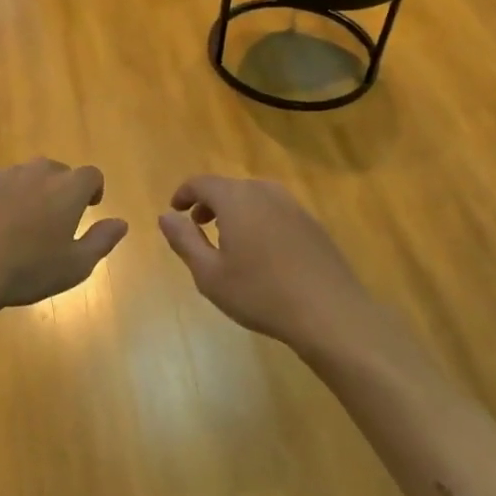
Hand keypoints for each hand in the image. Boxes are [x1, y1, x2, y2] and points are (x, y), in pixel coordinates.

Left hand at [0, 159, 127, 314]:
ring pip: (25, 176)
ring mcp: (3, 175)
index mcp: (68, 189)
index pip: (91, 175)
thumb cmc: (27, 270)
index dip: (93, 189)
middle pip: (57, 171)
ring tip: (21, 224)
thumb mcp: (75, 266)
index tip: (90, 207)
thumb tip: (121, 223)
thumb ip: (102, 240)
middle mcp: (38, 172)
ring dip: (30, 192)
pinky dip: (0, 197)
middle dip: (61, 189)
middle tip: (55, 219)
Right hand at [158, 175, 378, 354]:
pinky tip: (261, 252)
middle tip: (198, 227)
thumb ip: (184, 240)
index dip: (184, 194)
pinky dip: (258, 220)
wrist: (329, 312)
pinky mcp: (312, 223)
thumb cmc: (260, 294)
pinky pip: (275, 211)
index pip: (202, 183)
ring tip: (228, 240)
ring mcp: (293, 205)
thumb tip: (166, 216)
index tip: (175, 210)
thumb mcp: (209, 274)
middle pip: (230, 187)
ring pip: (254, 197)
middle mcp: (265, 192)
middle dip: (209, 203)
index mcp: (237, 198)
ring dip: (235, 211)